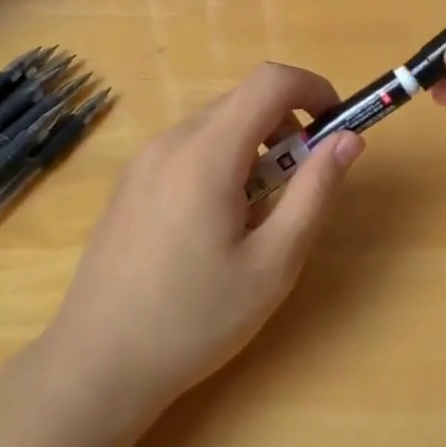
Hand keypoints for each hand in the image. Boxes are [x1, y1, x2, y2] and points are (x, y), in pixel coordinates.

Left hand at [48, 63, 363, 411]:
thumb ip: (315, 192)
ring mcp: (144, 161)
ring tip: (260, 212)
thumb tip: (349, 139)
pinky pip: (190, 147)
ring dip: (256, 145)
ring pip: (217, 124)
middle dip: (288, 125)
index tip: (337, 126)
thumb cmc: (194, 320)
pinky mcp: (131, 182)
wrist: (96, 366)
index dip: (313, 88)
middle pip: (244, 101)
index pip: (270, 81)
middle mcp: (171, 142)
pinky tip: (217, 223)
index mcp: (207, 153)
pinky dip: (223, 160)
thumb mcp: (273, 263)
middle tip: (302, 183)